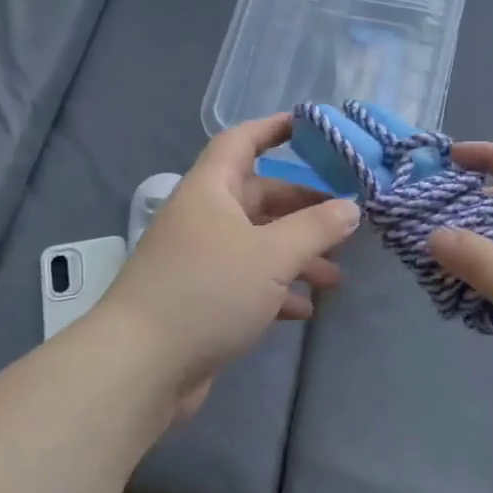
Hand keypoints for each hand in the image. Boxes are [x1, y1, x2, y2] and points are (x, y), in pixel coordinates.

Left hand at [97, 114, 360, 414]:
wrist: (142, 366)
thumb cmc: (208, 292)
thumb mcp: (271, 255)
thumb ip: (315, 228)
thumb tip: (350, 207)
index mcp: (211, 191)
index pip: (242, 141)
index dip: (274, 128)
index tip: (312, 127)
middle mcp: (204, 218)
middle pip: (259, 198)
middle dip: (303, 209)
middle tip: (345, 222)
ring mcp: (201, 260)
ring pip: (258, 244)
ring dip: (297, 256)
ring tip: (335, 276)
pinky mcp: (202, 299)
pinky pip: (248, 282)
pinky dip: (277, 290)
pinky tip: (304, 309)